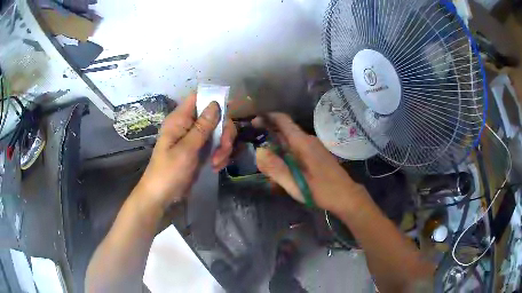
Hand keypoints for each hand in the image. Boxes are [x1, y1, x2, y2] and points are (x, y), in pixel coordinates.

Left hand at [134, 93, 236, 208]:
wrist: (163, 197)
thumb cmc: (169, 172)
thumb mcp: (186, 150)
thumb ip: (201, 127)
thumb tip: (215, 103)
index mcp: (179, 120)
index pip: (197, 98)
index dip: (213, 100)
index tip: (227, 112)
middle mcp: (188, 125)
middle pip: (214, 116)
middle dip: (223, 132)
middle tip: (224, 148)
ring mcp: (195, 139)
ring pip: (218, 132)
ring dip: (223, 147)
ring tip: (217, 163)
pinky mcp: (200, 151)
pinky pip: (216, 146)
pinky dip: (220, 155)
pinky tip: (216, 167)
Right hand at [254, 113, 369, 215]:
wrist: (346, 196)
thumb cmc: (322, 190)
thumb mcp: (296, 183)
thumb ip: (276, 168)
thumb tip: (259, 152)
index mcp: (303, 143)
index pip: (283, 121)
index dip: (267, 118)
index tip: (253, 122)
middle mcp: (308, 141)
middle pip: (285, 132)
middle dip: (269, 138)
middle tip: (256, 150)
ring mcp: (313, 148)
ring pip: (290, 144)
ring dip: (277, 151)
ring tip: (268, 167)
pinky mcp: (316, 156)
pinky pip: (297, 152)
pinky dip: (286, 158)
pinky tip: (283, 172)